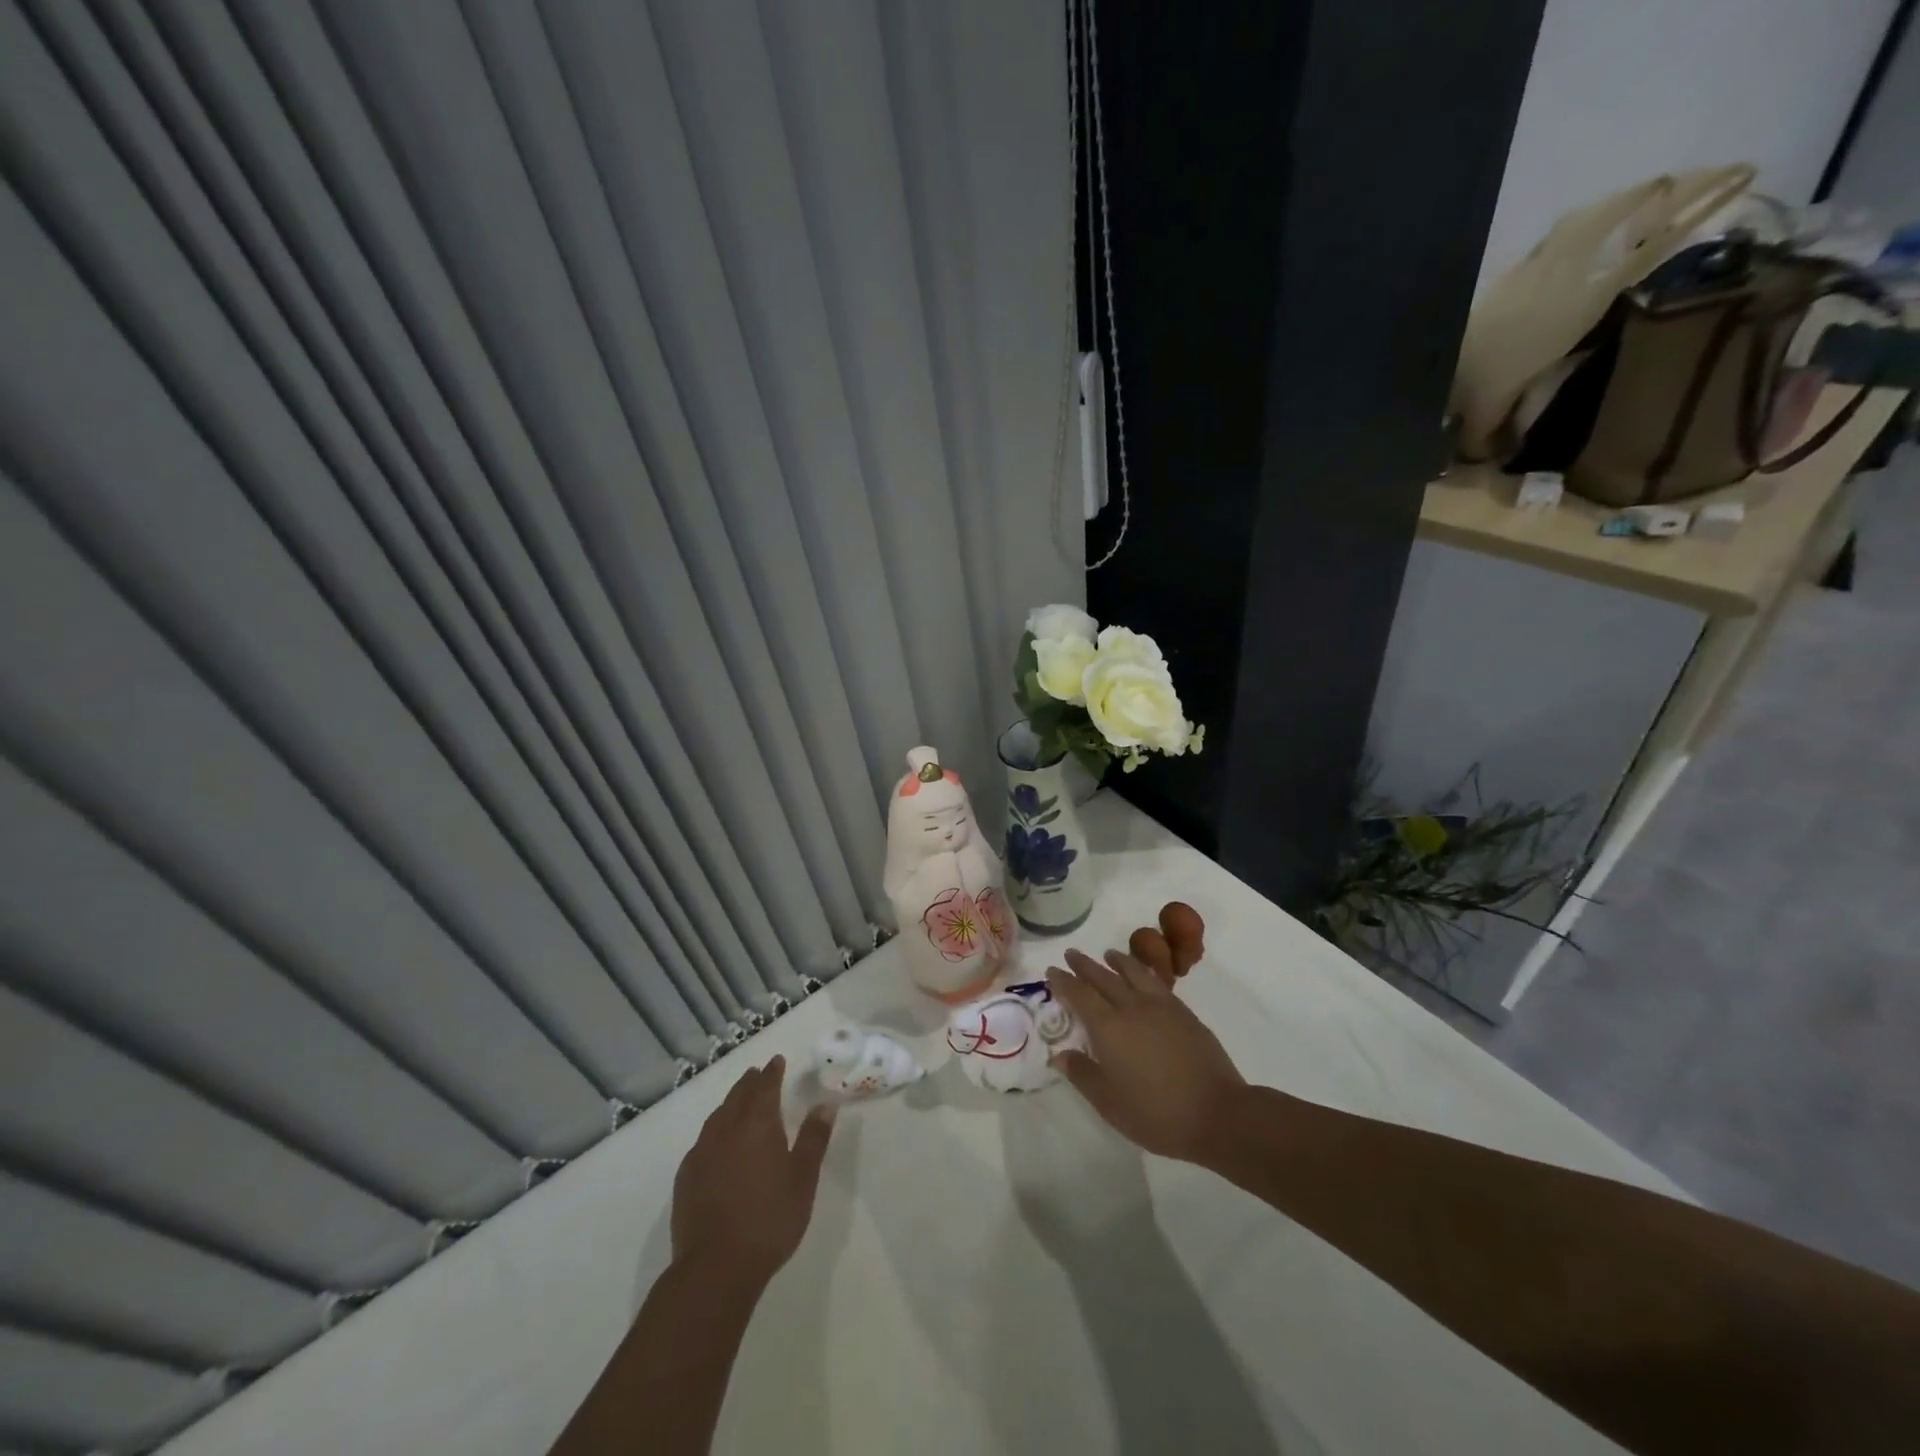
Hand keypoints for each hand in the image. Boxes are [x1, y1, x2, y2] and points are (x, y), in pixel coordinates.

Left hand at [670, 1056, 834, 1288]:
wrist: (716, 1268)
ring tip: (739, 1102)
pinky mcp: (686, 1178)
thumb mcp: (803, 1178)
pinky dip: (715, 1130)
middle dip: (750, 1082)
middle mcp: (726, 1130)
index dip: (772, 1072)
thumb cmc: (769, 1219)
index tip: (776, 1060)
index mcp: (757, 1124)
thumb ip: (813, 1138)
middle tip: (758, 1074)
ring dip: (730, 1103)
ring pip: (717, 1116)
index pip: (765, 1087)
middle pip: (738, 1096)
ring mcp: (701, 1153)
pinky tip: (718, 1143)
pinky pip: (703, 1140)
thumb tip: (825, 1104)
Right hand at [1047, 949, 1246, 1163]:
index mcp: (1108, 1027)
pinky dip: (1143, 971)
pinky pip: (1156, 982)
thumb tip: (1059, 1055)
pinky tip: (1143, 975)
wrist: (1217, 1113)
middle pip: (1103, 978)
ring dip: (1117, 961)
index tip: (1052, 970)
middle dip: (1084, 965)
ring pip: (1133, 973)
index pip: (1079, 995)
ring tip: (1108, 954)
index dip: (1063, 981)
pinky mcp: (1184, 1013)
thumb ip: (1082, 1074)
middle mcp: (1131, 1007)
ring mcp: (1160, 1007)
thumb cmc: (1156, 1113)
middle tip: (1071, 954)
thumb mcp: (1109, 1102)